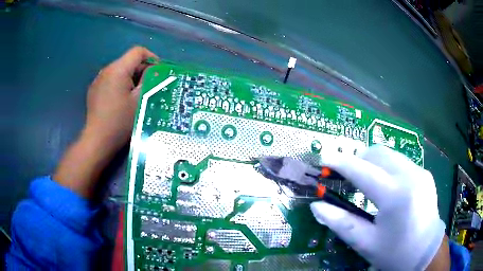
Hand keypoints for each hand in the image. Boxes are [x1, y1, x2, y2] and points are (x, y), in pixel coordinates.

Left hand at [84, 46, 157, 153]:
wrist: (97, 140)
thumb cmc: (120, 121)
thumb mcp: (140, 100)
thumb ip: (149, 80)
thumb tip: (153, 71)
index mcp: (118, 69)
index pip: (138, 51)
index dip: (151, 58)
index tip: (157, 73)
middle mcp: (106, 70)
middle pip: (128, 61)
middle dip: (141, 71)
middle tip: (149, 88)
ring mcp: (98, 80)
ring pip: (119, 71)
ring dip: (131, 78)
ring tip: (135, 95)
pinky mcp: (94, 90)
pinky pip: (110, 80)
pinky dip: (119, 85)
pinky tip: (120, 101)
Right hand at [310, 145, 448, 269]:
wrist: (426, 252)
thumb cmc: (395, 253)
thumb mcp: (366, 243)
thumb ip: (341, 223)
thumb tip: (317, 207)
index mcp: (396, 196)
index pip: (363, 171)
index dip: (341, 163)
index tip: (324, 158)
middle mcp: (410, 175)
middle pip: (377, 153)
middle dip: (357, 159)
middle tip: (344, 175)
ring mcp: (420, 172)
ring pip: (389, 154)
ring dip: (372, 161)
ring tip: (363, 179)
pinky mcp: (424, 173)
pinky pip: (400, 161)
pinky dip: (386, 167)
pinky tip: (384, 184)